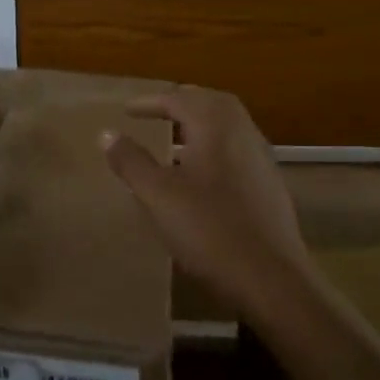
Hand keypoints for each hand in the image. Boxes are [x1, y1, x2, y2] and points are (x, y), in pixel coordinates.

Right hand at [103, 87, 312, 326]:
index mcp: (216, 127)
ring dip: (200, 124)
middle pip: (211, 103)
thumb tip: (107, 133)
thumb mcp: (158, 195)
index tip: (127, 110)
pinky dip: (213, 147)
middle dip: (182, 102)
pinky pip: (236, 150)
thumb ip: (131, 161)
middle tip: (156, 111)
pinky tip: (199, 175)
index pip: (180, 99)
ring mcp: (261, 160)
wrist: (271, 280)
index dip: (150, 102)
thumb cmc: (209, 230)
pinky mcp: (269, 187)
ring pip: (228, 127)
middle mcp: (243, 134)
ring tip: (173, 140)